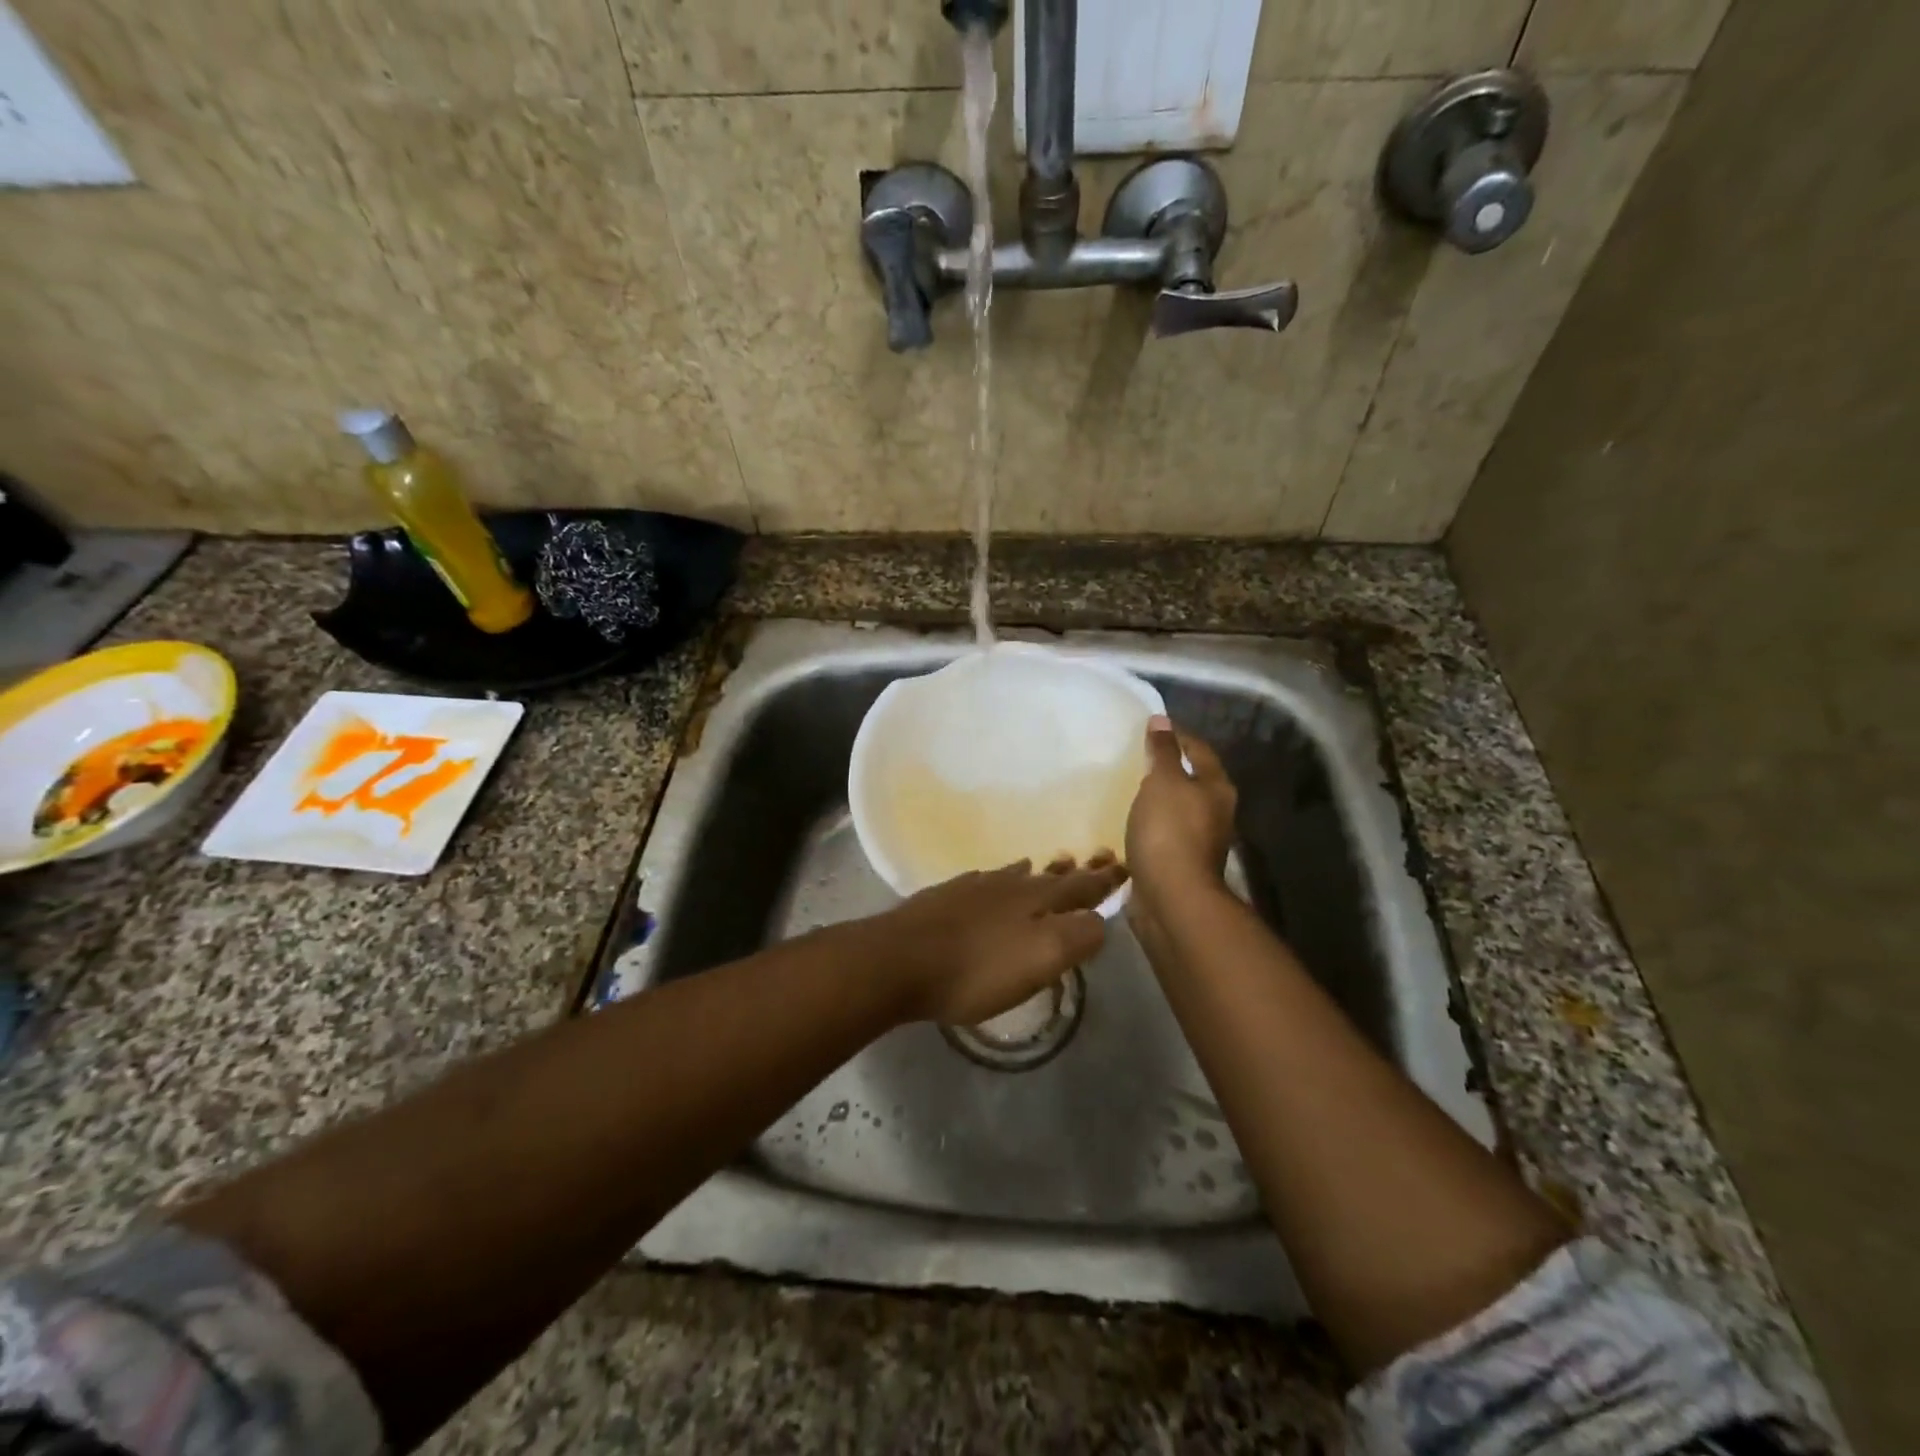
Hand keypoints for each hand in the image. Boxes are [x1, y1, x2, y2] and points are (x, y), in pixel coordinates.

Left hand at [869, 858, 1126, 1024]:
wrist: (899, 959)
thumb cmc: (976, 968)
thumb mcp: (1040, 959)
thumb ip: (1077, 937)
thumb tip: (1098, 921)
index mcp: (1036, 900)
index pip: (1081, 887)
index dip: (1104, 880)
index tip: (1124, 865)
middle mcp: (1008, 886)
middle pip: (1050, 876)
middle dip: (1076, 871)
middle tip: (1096, 859)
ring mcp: (973, 889)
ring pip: (1016, 875)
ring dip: (1040, 872)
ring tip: (1053, 864)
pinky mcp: (944, 899)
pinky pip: (985, 881)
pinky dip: (1001, 879)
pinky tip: (993, 881)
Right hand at [1125, 715, 1236, 920]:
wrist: (1172, 898)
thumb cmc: (1170, 832)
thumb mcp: (1163, 782)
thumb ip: (1162, 751)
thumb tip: (1161, 720)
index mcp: (1216, 788)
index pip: (1198, 749)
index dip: (1176, 734)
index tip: (1148, 726)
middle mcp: (1215, 812)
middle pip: (1191, 779)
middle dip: (1166, 768)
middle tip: (1133, 755)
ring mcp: (1198, 840)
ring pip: (1176, 808)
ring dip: (1156, 799)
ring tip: (1126, 787)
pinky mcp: (1178, 863)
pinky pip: (1161, 834)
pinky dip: (1147, 825)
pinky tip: (1126, 822)